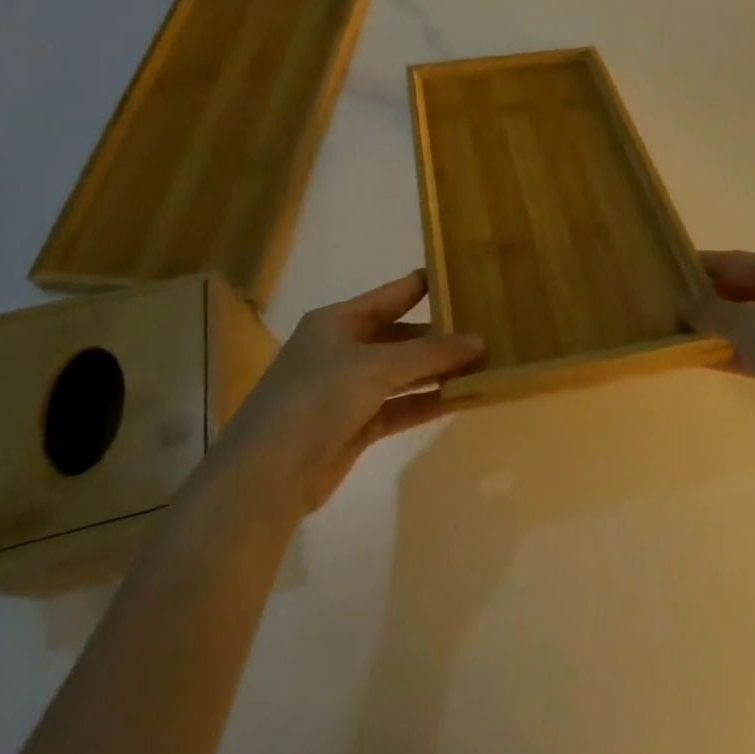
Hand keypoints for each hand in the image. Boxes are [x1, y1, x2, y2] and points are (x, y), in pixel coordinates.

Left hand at [219, 271, 484, 510]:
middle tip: (488, 328)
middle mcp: (343, 349)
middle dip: (440, 335)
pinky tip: (463, 398)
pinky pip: (401, 406)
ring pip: (403, 373)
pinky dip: (428, 402)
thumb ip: (429, 354)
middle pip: (401, 336)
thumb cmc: (316, 399)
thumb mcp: (375, 366)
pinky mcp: (356, 426)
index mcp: (338, 321)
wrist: (266, 475)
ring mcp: (348, 390)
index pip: (392, 295)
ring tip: (485, 363)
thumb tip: (479, 341)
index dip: (426, 285)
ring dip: (438, 371)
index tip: (464, 278)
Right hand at [682, 251, 754, 434]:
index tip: (668, 270)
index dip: (703, 265)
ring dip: (718, 327)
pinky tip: (701, 358)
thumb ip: (711, 312)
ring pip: (750, 321)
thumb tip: (682, 306)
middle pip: (745, 289)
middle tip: (668, 304)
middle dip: (708, 298)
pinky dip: (732, 351)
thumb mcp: (749, 325)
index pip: (738, 261)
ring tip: (678, 330)